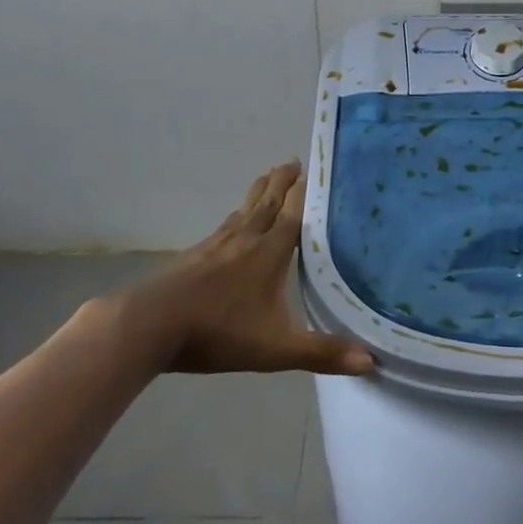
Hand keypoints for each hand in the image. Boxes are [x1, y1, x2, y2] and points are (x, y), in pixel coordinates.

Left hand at [108, 163, 373, 378]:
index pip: (293, 212)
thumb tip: (372, 362)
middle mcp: (246, 238)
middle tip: (295, 161)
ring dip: (260, 191)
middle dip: (283, 181)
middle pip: (268, 201)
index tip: (317, 168)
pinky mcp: (195, 255)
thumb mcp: (276, 348)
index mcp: (269, 252)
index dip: (305, 190)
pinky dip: (238, 214)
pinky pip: (225, 225)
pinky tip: (234, 221)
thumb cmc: (219, 331)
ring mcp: (217, 244)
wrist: (150, 325)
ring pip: (244, 209)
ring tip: (269, 177)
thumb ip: (322, 352)